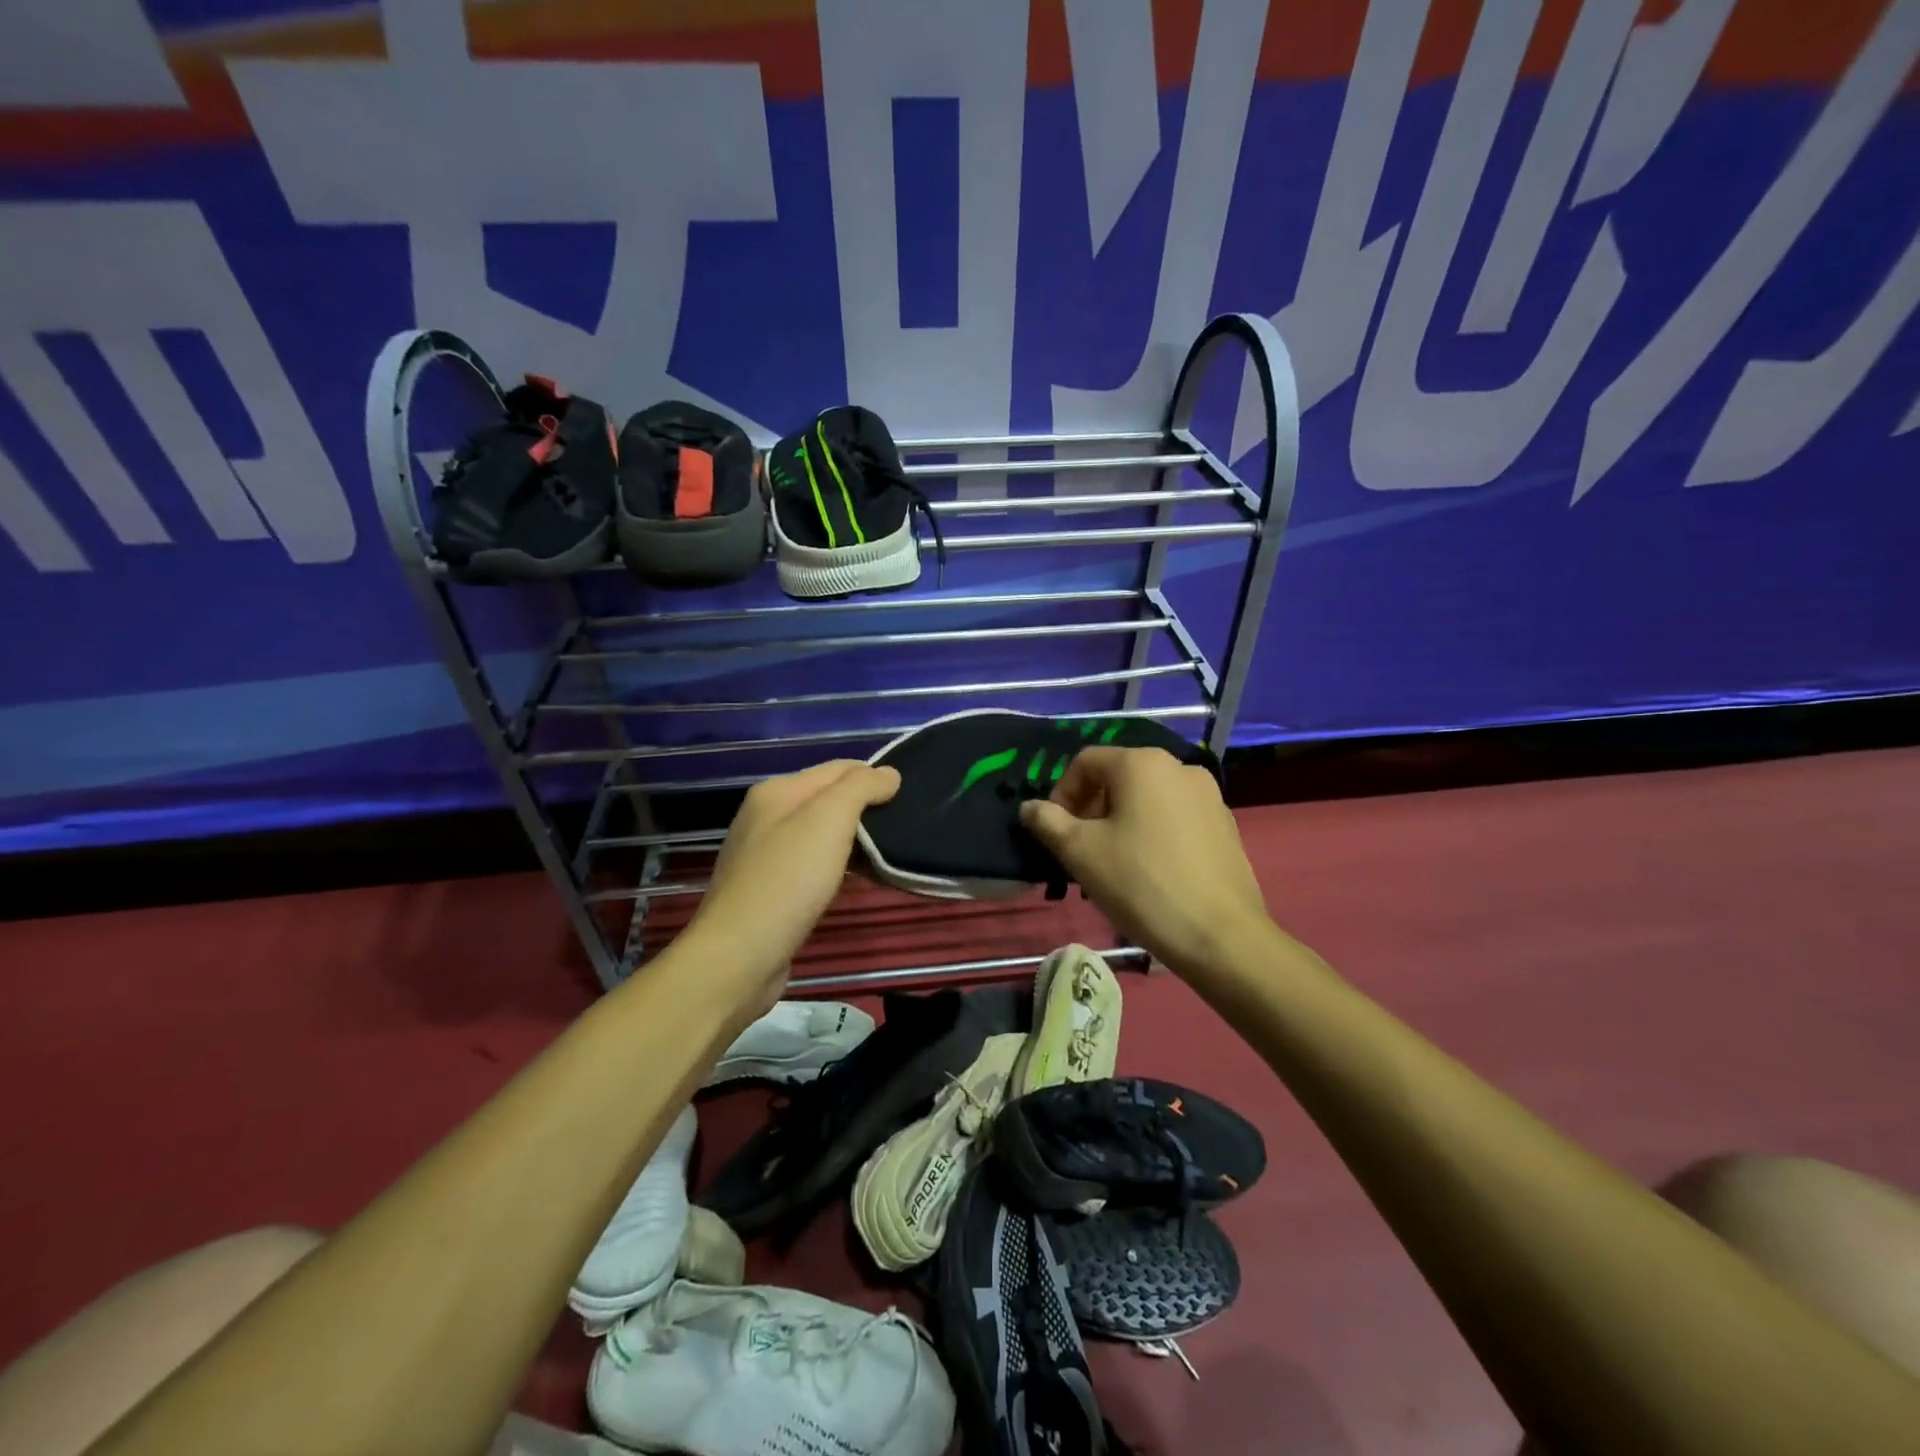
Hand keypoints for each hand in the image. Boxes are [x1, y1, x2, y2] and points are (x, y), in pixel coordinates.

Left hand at [685, 760, 899, 1013]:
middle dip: (865, 808)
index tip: (908, 799)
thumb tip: (889, 773)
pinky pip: (812, 863)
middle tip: (901, 828)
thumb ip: (861, 787)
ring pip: (821, 833)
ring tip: (886, 855)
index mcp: (776, 791)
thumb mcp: (829, 820)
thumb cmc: (788, 880)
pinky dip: (836, 865)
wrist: (739, 955)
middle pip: (828, 799)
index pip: (838, 768)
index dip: (874, 778)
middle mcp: (766, 816)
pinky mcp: (768, 889)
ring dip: (853, 839)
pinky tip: (853, 880)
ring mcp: (763, 854)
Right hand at [1020, 746, 1269, 974]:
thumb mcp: (1081, 852)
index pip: (1086, 762)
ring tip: (1112, 866)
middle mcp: (1180, 767)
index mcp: (1143, 763)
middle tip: (1080, 852)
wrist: (1220, 935)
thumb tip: (1029, 807)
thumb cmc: (1141, 884)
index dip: (1061, 794)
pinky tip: (1149, 873)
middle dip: (1091, 810)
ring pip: (1147, 800)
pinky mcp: (1226, 825)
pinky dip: (1152, 834)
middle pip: (1119, 778)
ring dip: (1120, 823)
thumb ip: (1048, 822)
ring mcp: (1209, 796)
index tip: (1055, 833)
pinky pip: (1175, 818)